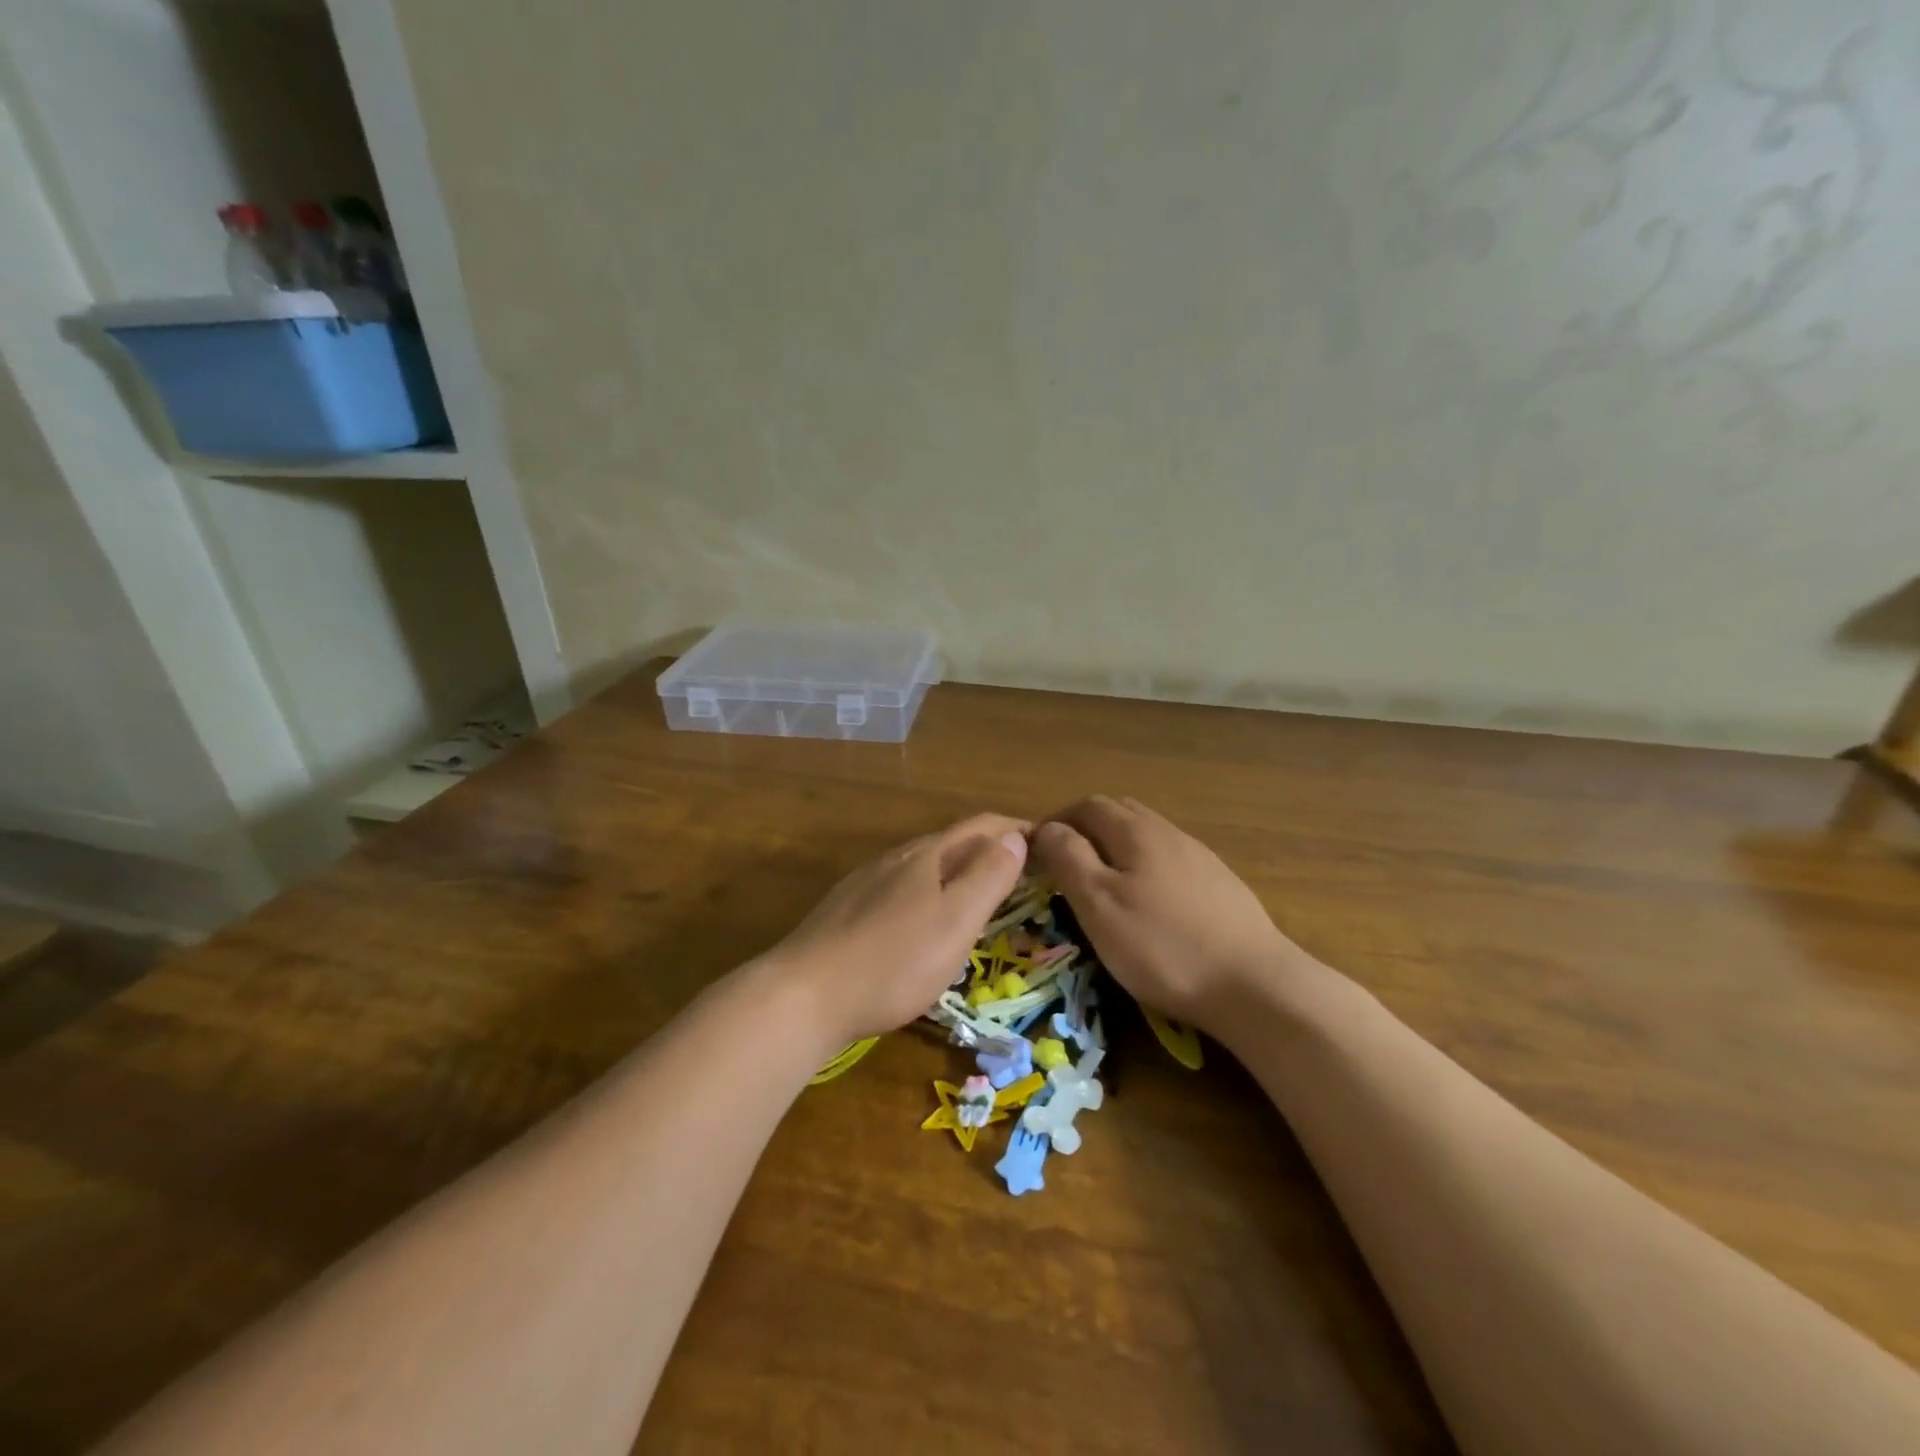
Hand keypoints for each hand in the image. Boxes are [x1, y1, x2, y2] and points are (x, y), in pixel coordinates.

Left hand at [770, 814, 1030, 1045]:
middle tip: (1022, 870)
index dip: (1017, 829)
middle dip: (990, 848)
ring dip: (958, 870)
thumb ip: (988, 877)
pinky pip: (901, 887)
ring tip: (979, 893)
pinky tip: (923, 918)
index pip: (982, 827)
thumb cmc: (893, 961)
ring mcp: (867, 882)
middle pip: (952, 841)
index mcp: (928, 856)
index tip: (1047, 840)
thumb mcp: (955, 921)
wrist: (803, 994)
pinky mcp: (847, 909)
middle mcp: (897, 858)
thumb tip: (1014, 837)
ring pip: (924, 864)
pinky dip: (929, 891)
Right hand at [1033, 796, 1309, 1031]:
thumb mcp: (1099, 904)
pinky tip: (1148, 903)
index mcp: (1136, 832)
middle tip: (1064, 864)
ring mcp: (1199, 857)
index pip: (1087, 806)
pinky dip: (1144, 867)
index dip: (1057, 821)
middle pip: (1119, 813)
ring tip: (1102, 884)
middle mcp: (1168, 832)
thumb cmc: (1162, 946)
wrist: (1254, 984)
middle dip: (1086, 830)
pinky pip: (1170, 859)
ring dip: (1116, 848)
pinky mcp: (1219, 884)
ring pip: (1146, 836)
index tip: (1036, 852)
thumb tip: (1047, 828)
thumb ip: (1068, 859)